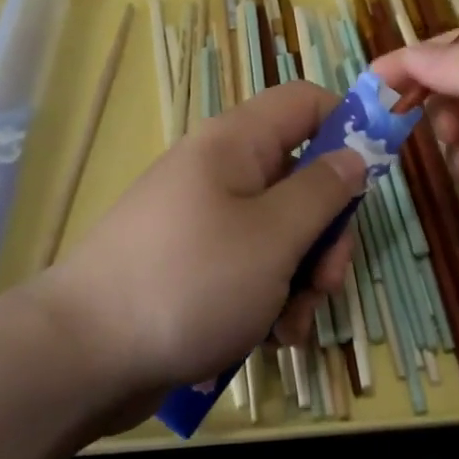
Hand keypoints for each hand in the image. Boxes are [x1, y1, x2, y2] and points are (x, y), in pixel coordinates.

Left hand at [37, 80, 365, 417]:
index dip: (348, 128)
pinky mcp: (195, 268)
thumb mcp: (273, 237)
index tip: (373, 180)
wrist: (85, 356)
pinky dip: (270, 300)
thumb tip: (354, 156)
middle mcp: (220, 174)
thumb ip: (323, 192)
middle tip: (326, 282)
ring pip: (281, 233)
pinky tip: (270, 338)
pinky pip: (251, 270)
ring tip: (291, 325)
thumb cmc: (190, 283)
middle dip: (327, 233)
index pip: (306, 103)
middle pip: (302, 178)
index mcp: (236, 144)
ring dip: (302, 279)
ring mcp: (205, 223)